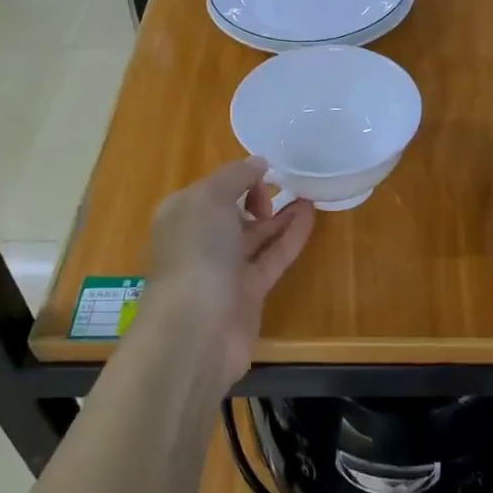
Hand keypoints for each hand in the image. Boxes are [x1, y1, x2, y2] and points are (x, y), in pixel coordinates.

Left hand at [141, 156, 314, 394]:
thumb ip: (235, 176)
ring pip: (256, 235)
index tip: (267, 171)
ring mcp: (224, 268)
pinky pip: (272, 257)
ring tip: (308, 194)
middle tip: (286, 185)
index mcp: (182, 214)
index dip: (239, 177)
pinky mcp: (248, 292)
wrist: (197, 329)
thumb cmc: (197, 252)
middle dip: (258, 196)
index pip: (213, 188)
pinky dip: (290, 237)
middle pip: (233, 211)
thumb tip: (258, 163)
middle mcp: (200, 240)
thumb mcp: (210, 198)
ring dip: (280, 215)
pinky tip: (310, 215)